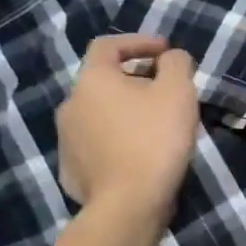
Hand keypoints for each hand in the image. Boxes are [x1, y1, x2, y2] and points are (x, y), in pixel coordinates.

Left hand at [56, 35, 198, 221]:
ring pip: (100, 114)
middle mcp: (70, 104)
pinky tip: (140, 154)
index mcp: (93, 80)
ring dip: (126, 112)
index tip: (166, 51)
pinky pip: (98, 143)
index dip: (138, 42)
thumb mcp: (178, 92)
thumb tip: (172, 57)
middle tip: (167, 92)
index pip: (108, 45)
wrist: (128, 203)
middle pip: (104, 81)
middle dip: (136, 80)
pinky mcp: (72, 169)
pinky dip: (118, 139)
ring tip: (156, 126)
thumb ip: (176, 64)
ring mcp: (67, 139)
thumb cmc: (155, 139)